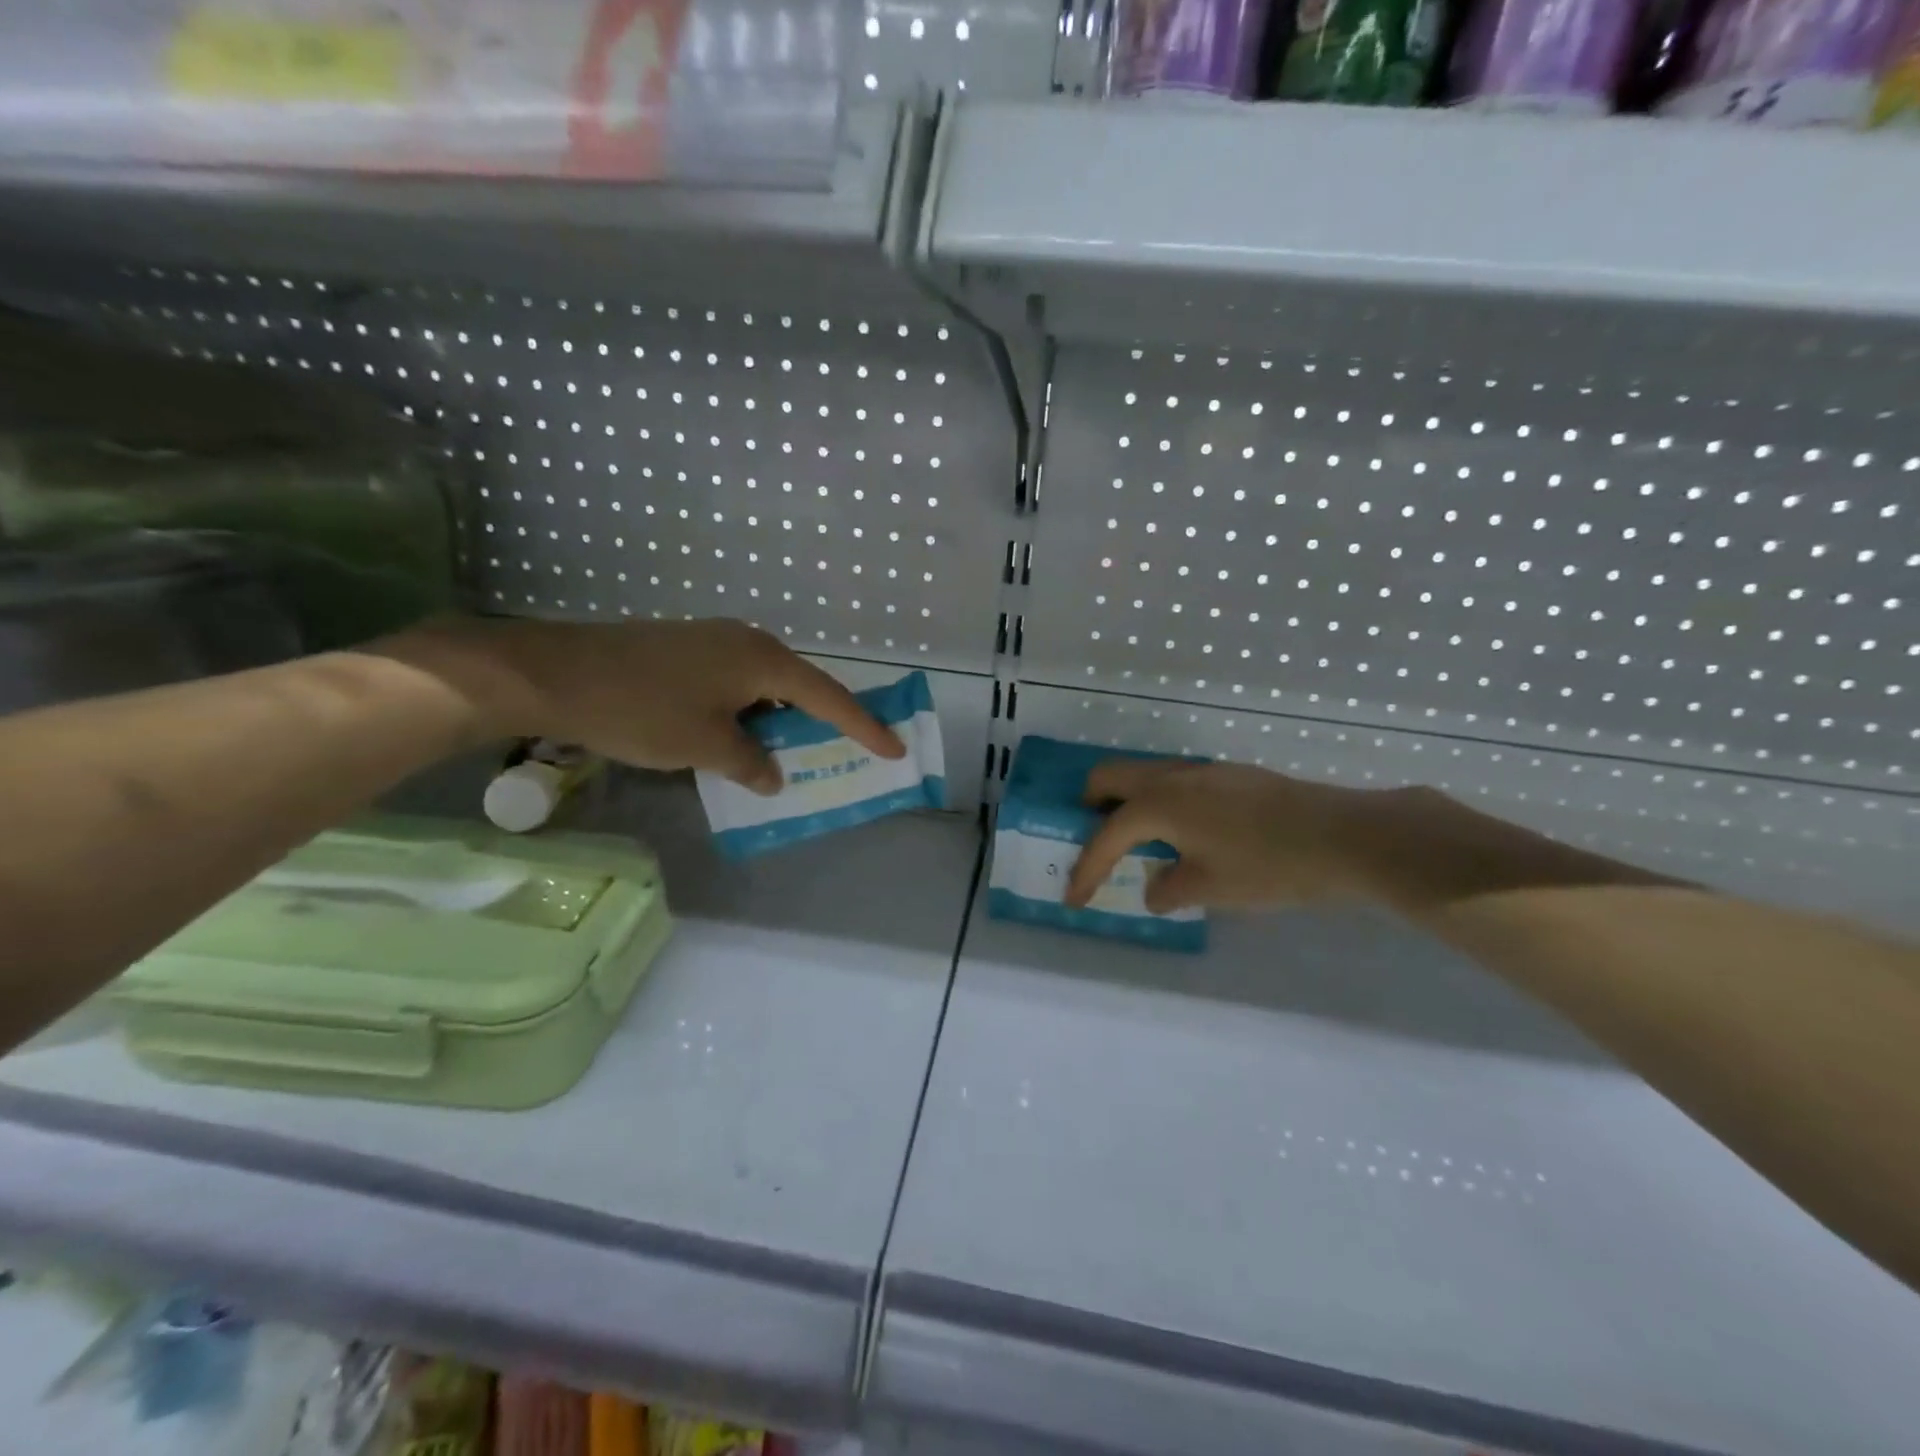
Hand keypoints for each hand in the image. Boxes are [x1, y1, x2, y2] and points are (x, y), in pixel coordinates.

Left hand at [378, 617, 904, 793]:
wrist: (555, 673)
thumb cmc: (643, 710)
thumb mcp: (706, 747)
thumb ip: (751, 763)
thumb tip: (771, 775)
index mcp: (764, 660)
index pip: (829, 698)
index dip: (864, 727)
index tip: (893, 748)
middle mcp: (747, 641)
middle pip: (800, 686)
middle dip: (820, 722)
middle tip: (840, 752)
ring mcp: (713, 642)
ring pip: (764, 687)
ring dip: (777, 721)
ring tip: (784, 755)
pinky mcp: (685, 650)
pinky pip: (734, 684)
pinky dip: (746, 713)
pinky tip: (736, 739)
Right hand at [1064, 758, 1403, 913]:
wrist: (1345, 837)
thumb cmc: (1268, 866)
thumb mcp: (1210, 888)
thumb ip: (1168, 889)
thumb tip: (1154, 888)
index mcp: (1158, 804)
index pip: (1105, 836)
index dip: (1085, 870)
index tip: (1073, 898)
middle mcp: (1172, 776)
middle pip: (1110, 777)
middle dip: (1090, 808)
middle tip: (1094, 843)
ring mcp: (1204, 769)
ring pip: (1144, 775)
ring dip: (1128, 803)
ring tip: (1138, 843)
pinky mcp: (1230, 774)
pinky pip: (1175, 781)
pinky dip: (1161, 803)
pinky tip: (1185, 835)